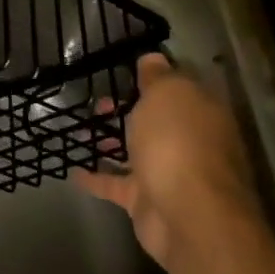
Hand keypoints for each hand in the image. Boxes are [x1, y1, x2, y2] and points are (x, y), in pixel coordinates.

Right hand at [72, 53, 262, 273]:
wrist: (186, 215)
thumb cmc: (177, 143)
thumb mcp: (167, 95)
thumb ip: (158, 77)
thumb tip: (154, 58)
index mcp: (201, 114)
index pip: (180, 90)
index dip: (155, 79)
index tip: (126, 72)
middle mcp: (190, 143)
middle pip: (157, 122)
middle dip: (128, 112)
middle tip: (97, 103)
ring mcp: (169, 174)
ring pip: (136, 152)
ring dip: (112, 143)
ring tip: (79, 131)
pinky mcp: (146, 201)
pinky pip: (116, 184)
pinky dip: (96, 178)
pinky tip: (73, 170)